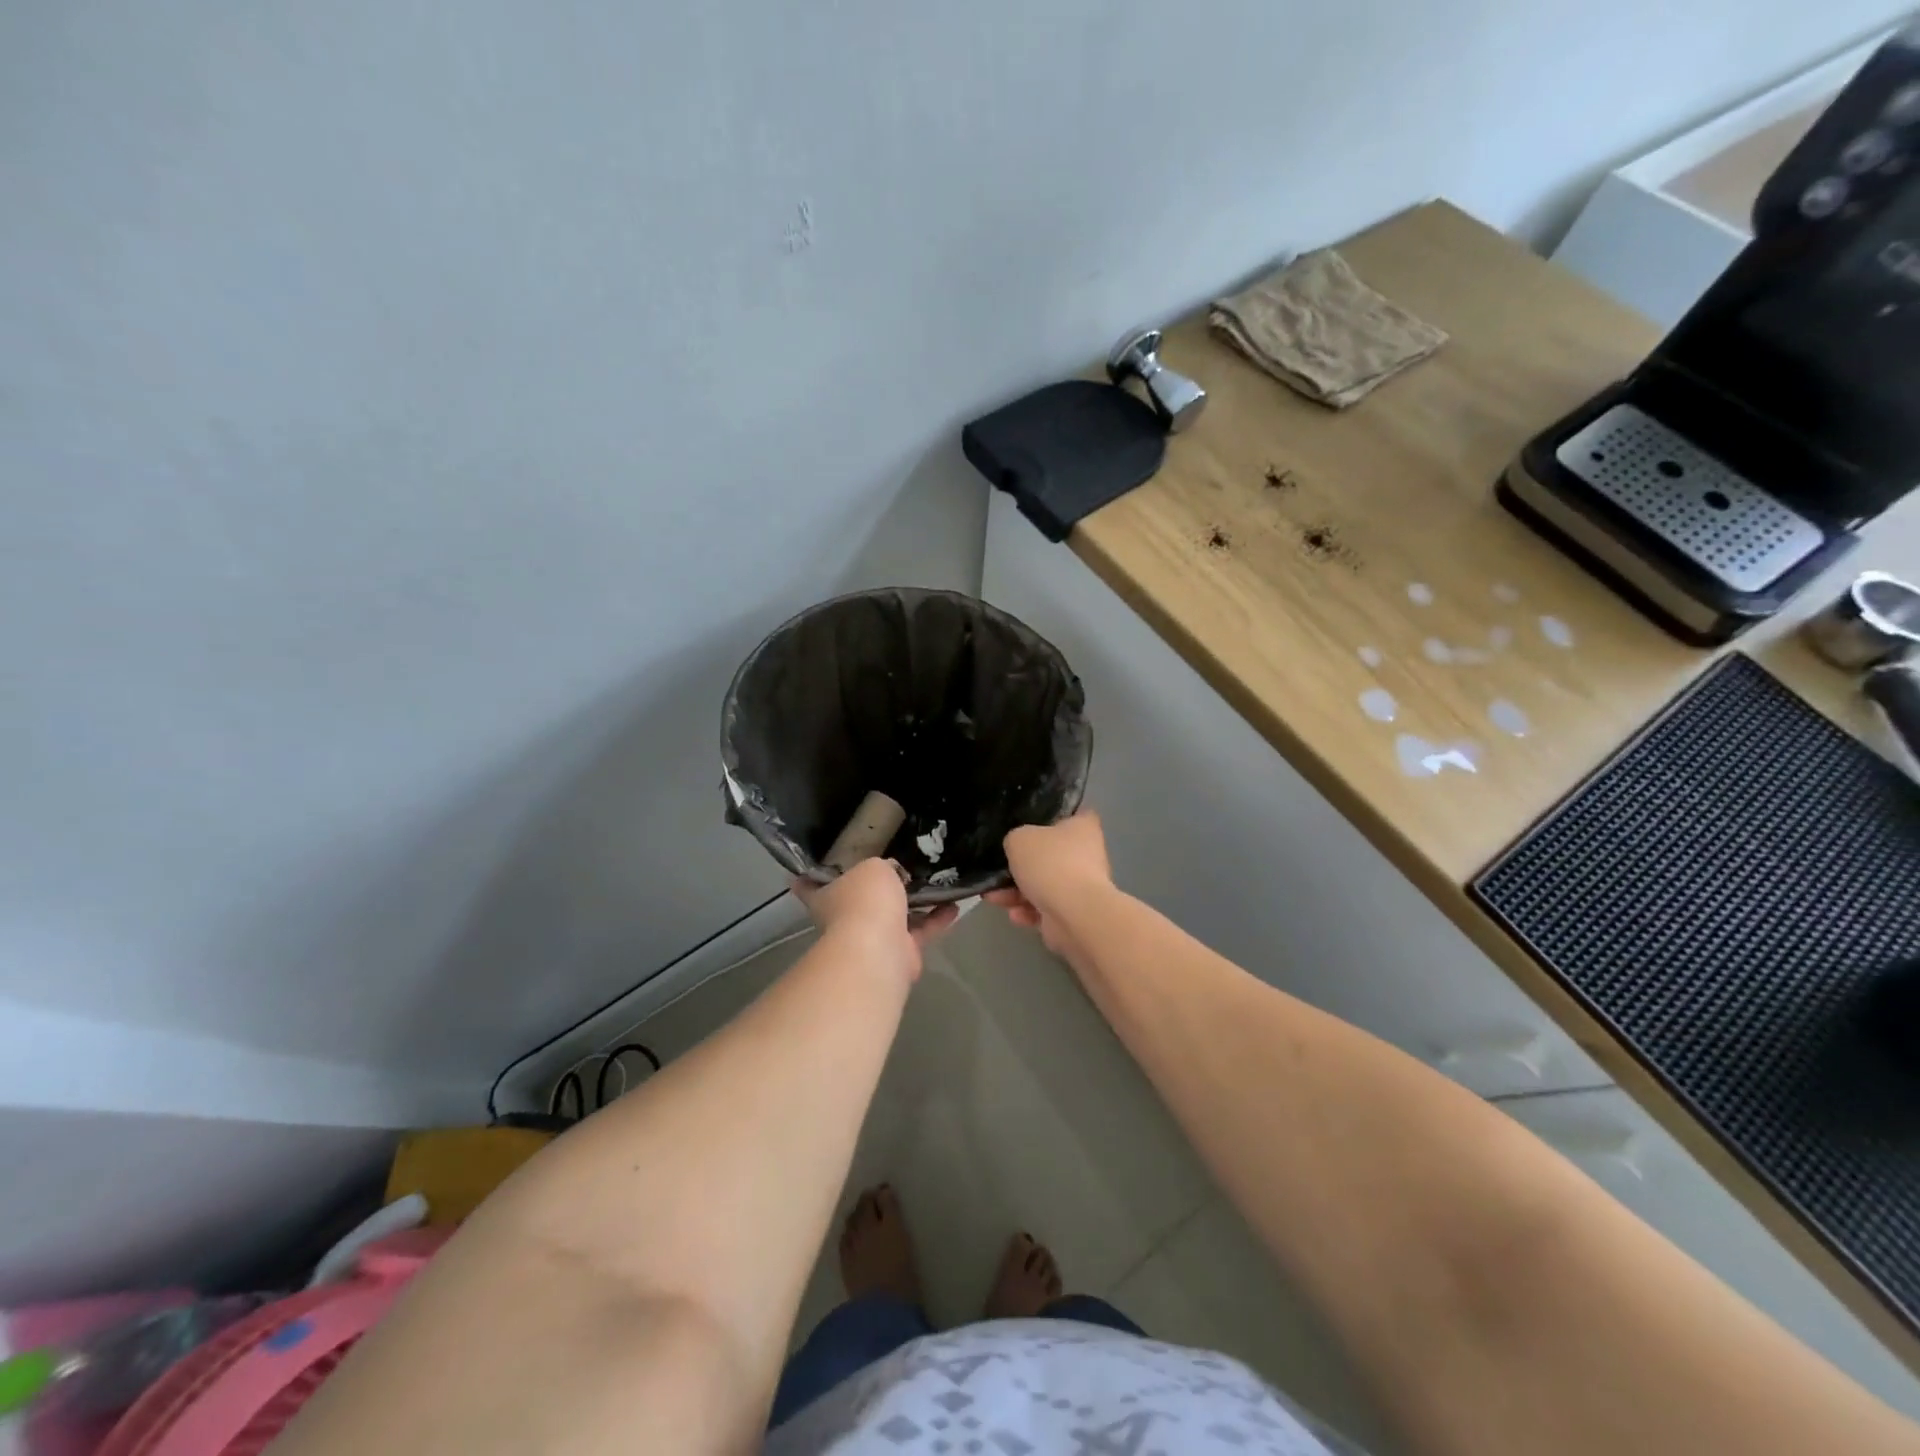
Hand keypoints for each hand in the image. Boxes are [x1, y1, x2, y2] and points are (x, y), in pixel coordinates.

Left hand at [793, 858, 958, 981]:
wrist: (879, 951)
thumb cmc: (865, 901)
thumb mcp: (873, 867)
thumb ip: (882, 866)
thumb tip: (892, 872)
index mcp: (827, 896)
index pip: (810, 883)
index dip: (810, 874)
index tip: (811, 865)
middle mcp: (846, 917)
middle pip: (860, 898)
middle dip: (877, 886)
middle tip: (899, 864)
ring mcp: (873, 938)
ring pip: (895, 914)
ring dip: (915, 902)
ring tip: (936, 880)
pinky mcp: (900, 953)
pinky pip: (921, 930)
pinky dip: (936, 918)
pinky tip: (955, 904)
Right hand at [986, 813, 1113, 970]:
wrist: (1074, 913)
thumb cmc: (1050, 864)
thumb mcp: (1019, 839)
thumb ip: (1015, 839)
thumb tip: (1018, 848)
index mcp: (1082, 827)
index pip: (1070, 813)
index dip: (1050, 816)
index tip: (1027, 822)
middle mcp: (1086, 854)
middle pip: (1049, 853)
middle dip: (1022, 865)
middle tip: (999, 868)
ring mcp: (1081, 885)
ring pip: (1043, 884)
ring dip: (1016, 892)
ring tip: (993, 897)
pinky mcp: (1074, 912)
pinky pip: (1046, 907)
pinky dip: (1029, 911)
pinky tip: (1014, 914)